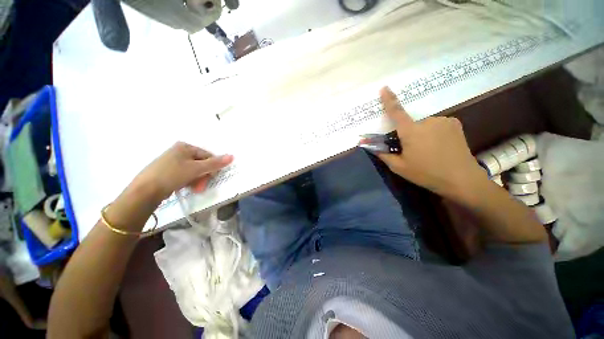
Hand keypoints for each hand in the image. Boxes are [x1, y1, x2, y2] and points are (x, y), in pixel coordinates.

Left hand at [131, 142, 232, 203]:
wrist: (144, 191)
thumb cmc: (172, 175)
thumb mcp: (196, 169)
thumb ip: (215, 163)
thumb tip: (232, 156)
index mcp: (185, 147)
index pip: (207, 155)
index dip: (212, 167)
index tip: (211, 178)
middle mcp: (179, 151)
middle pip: (201, 163)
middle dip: (203, 176)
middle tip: (201, 186)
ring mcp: (172, 161)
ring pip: (194, 170)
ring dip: (197, 180)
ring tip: (194, 189)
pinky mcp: (167, 171)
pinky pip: (185, 175)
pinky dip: (189, 181)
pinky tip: (187, 187)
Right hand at [374, 87, 486, 199]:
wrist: (461, 179)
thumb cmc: (426, 173)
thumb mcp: (399, 167)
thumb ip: (383, 155)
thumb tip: (371, 147)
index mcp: (411, 132)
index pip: (396, 112)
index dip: (389, 100)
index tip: (384, 88)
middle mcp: (427, 121)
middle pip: (410, 124)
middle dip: (408, 135)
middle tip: (413, 151)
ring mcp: (443, 120)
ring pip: (424, 125)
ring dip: (421, 134)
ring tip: (429, 151)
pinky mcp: (454, 123)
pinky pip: (436, 125)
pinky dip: (433, 132)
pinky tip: (440, 146)